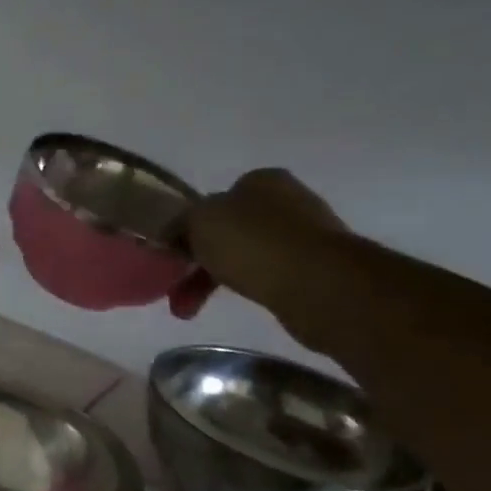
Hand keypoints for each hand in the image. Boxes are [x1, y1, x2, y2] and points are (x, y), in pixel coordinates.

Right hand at [170, 169, 348, 321]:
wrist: (318, 283)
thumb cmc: (252, 242)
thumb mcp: (199, 221)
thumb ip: (181, 223)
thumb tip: (176, 233)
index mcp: (261, 180)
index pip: (214, 199)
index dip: (188, 227)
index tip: (173, 254)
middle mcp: (287, 200)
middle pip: (227, 232)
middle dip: (198, 262)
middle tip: (175, 290)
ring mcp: (305, 234)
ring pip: (244, 257)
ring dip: (213, 282)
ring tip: (189, 310)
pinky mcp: (316, 268)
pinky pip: (266, 275)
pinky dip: (245, 287)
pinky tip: (236, 301)